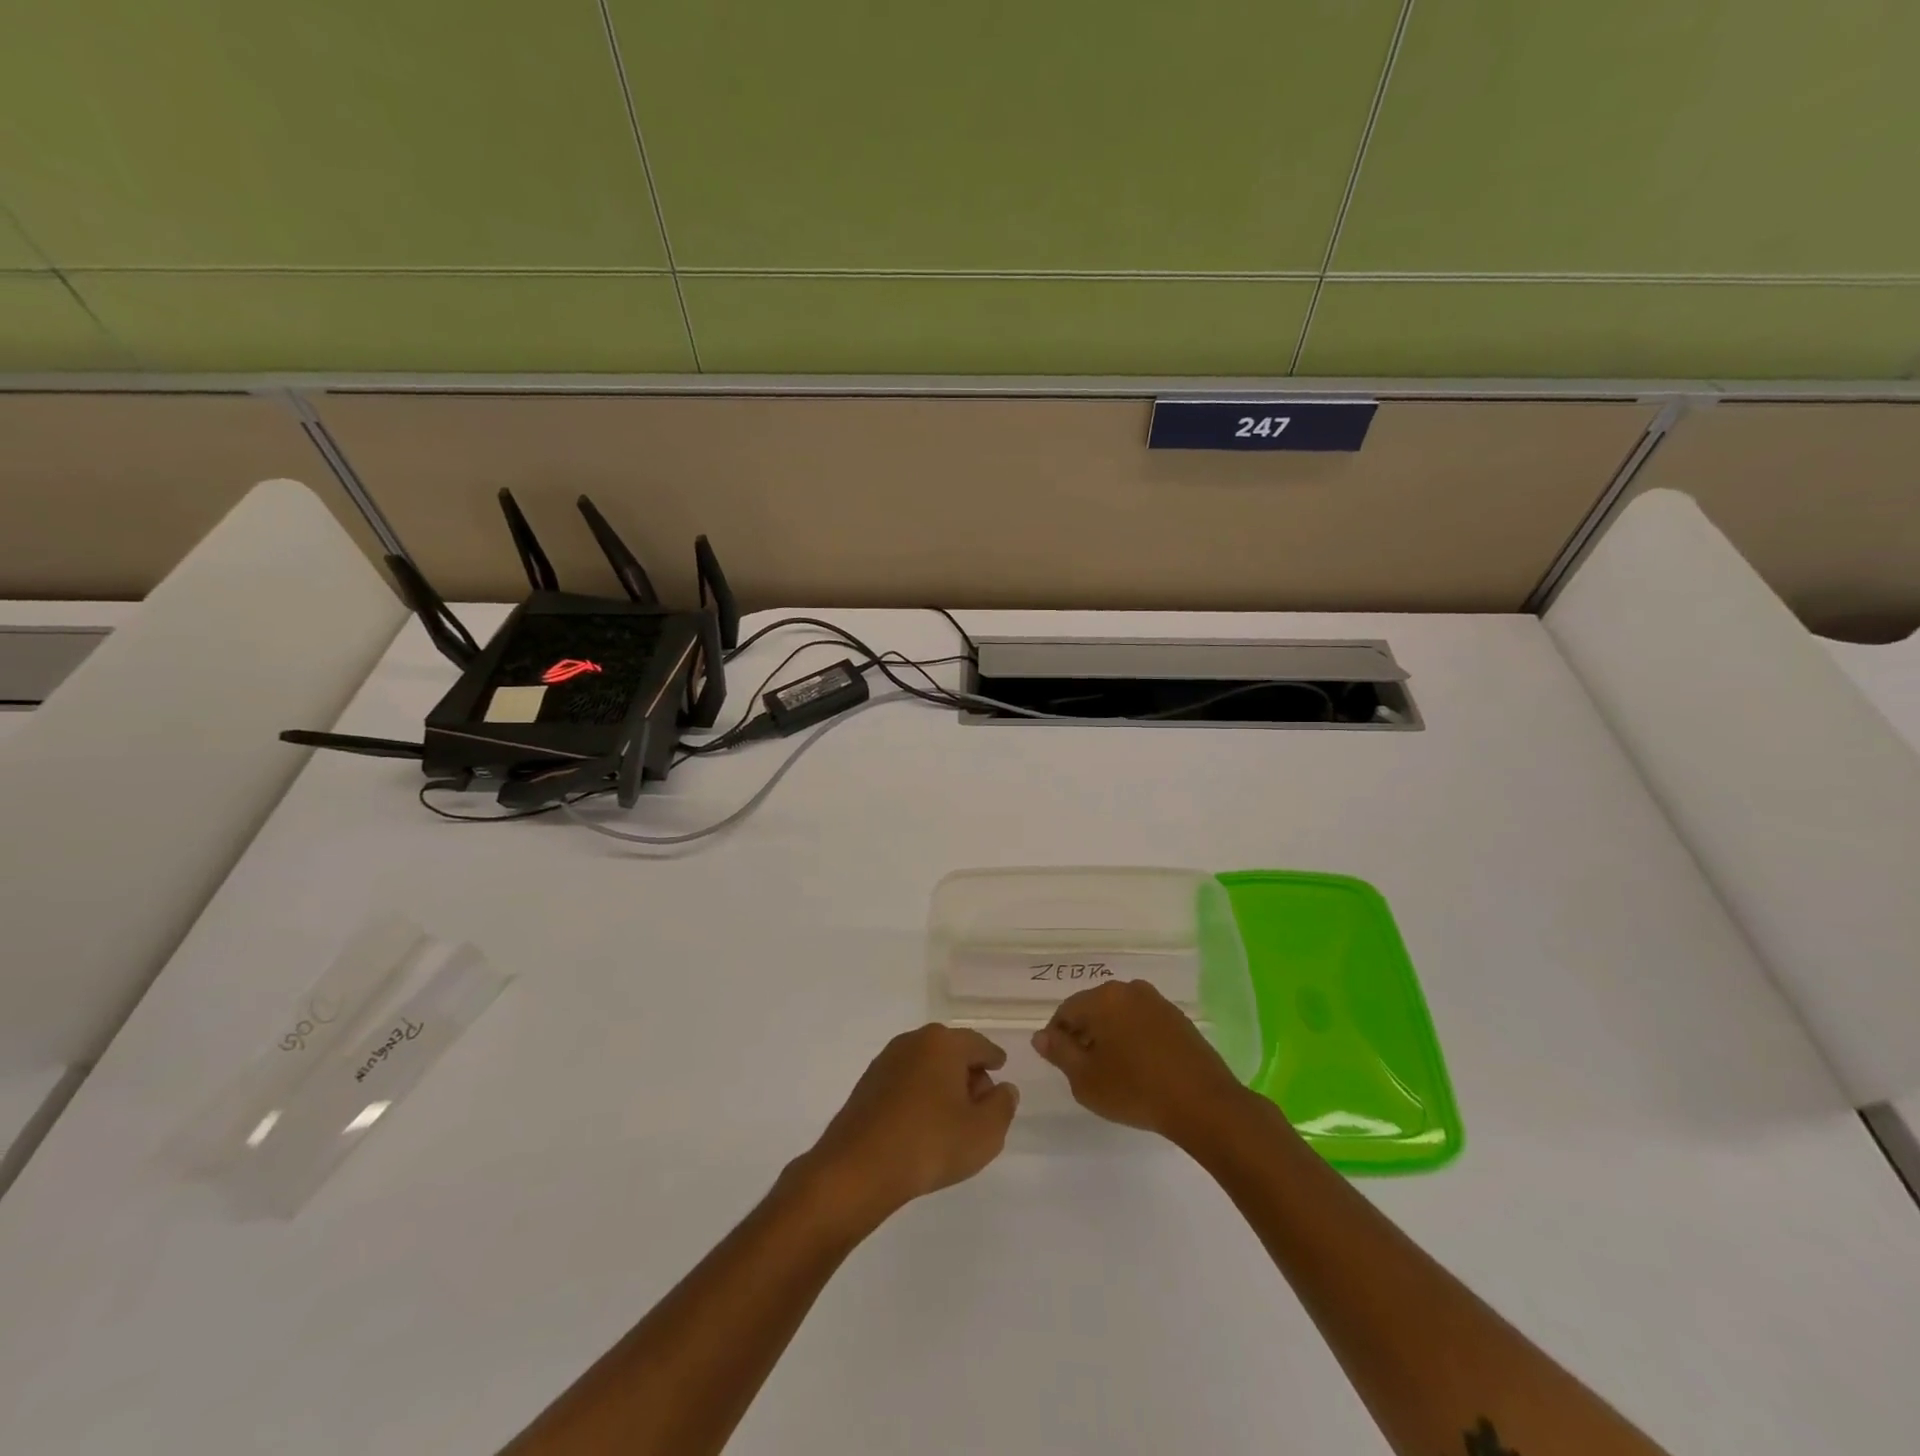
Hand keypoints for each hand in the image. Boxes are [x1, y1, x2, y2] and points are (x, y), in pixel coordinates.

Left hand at [799, 1025, 1018, 1229]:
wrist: (859, 1167)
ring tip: (951, 1119)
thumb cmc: (930, 1143)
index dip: (993, 1058)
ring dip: (941, 1084)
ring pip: (926, 1065)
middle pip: (951, 1051)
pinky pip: (905, 1081)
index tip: (1000, 1067)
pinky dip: (919, 1094)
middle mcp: (914, 1041)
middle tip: (979, 1104)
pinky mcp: (867, 1083)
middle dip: (968, 1072)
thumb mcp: (984, 1133)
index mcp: (944, 1043)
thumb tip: (1003, 1088)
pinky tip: (922, 1124)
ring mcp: (887, 1060)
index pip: (978, 1044)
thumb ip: (1002, 1106)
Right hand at [1032, 980, 1247, 1143]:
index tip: (1062, 1064)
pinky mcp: (1178, 1018)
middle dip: (1085, 1033)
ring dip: (1110, 1035)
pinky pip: (1143, 1022)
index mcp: (1102, 998)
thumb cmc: (1135, 1090)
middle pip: (1093, 1008)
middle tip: (1086, 1070)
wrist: (1203, 1103)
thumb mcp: (1085, 1079)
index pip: (1066, 1011)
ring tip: (1114, 1070)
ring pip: (1119, 1014)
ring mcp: (1157, 1001)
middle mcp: (1128, 990)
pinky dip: (1134, 1038)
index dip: (1058, 1037)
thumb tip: (1041, 1035)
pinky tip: (1140, 1067)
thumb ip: (1060, 1053)